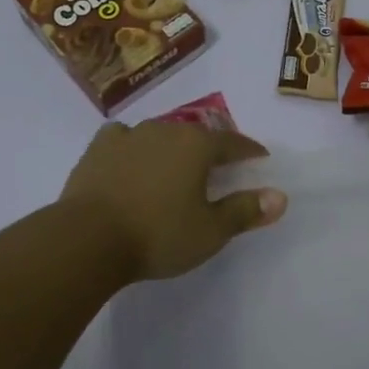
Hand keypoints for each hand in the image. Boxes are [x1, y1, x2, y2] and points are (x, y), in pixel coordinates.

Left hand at [58, 121, 286, 282]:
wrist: (88, 238)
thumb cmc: (158, 234)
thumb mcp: (210, 231)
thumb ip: (245, 211)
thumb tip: (280, 196)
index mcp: (196, 145)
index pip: (232, 142)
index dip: (249, 150)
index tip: (260, 157)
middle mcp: (164, 130)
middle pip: (196, 134)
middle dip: (210, 147)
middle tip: (218, 164)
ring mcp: (128, 136)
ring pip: (159, 133)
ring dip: (171, 145)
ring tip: (174, 163)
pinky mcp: (98, 149)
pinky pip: (123, 138)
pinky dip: (133, 145)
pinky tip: (130, 157)